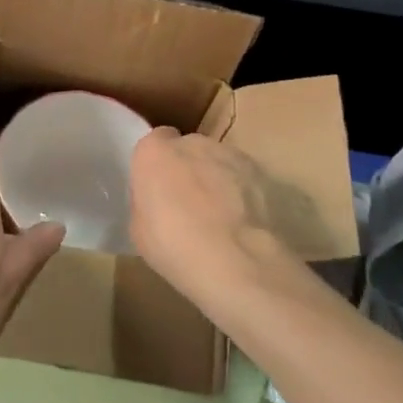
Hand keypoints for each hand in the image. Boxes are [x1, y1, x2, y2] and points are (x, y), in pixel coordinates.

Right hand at [128, 127, 329, 311]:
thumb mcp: (139, 230)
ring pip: (220, 162)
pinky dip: (244, 194)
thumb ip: (147, 203)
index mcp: (155, 152)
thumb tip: (158, 202)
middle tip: (188, 205)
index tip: (159, 188)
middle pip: (189, 149)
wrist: (236, 260)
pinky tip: (245, 224)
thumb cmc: (174, 245)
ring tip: (222, 219)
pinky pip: (246, 179)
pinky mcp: (263, 173)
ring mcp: (231, 155)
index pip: (154, 142)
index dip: (158, 164)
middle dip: (189, 169)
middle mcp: (193, 143)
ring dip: (218, 180)